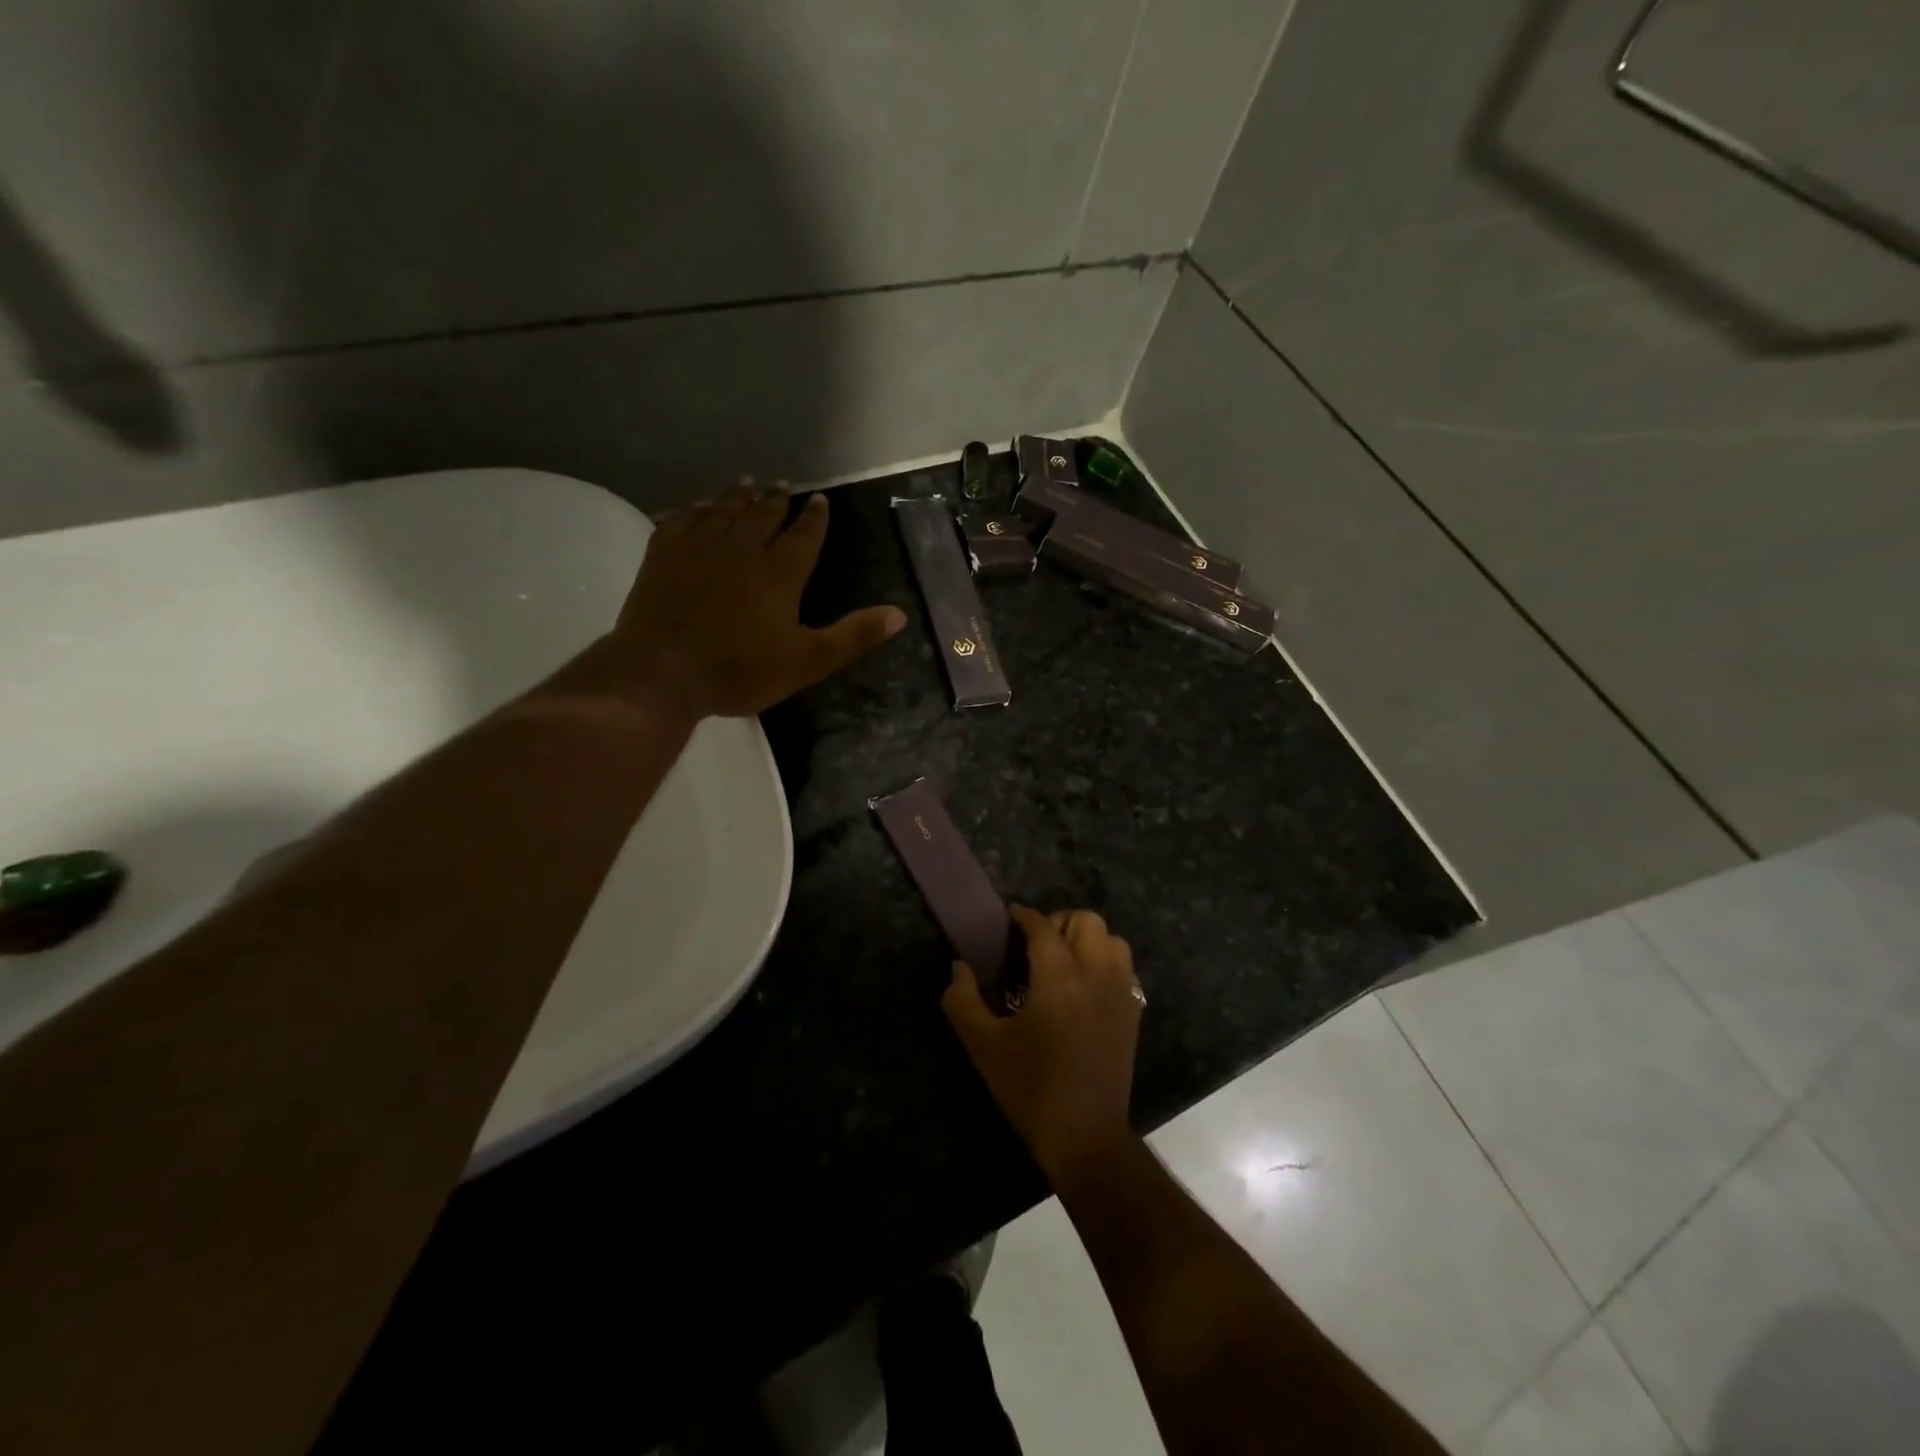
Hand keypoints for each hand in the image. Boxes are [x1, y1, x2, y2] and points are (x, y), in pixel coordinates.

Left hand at [605, 483, 905, 719]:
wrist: (662, 672)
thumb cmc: (740, 671)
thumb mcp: (808, 661)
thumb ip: (854, 636)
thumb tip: (900, 614)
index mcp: (779, 574)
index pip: (803, 536)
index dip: (814, 518)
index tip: (820, 500)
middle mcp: (742, 550)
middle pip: (762, 515)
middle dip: (776, 500)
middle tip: (782, 485)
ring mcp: (698, 548)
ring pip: (723, 511)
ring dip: (737, 496)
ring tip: (746, 483)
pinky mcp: (663, 555)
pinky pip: (681, 520)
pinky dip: (693, 510)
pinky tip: (696, 507)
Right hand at [943, 905, 1143, 1181]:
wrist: (1084, 1135)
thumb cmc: (1030, 1087)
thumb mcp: (983, 1045)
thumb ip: (962, 1000)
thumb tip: (959, 967)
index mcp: (1058, 977)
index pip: (1043, 927)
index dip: (1024, 916)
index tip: (1010, 917)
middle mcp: (1095, 974)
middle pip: (1086, 921)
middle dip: (1059, 922)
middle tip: (1036, 943)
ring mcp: (1120, 992)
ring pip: (1112, 939)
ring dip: (1087, 939)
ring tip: (1064, 960)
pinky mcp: (1133, 1012)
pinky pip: (1125, 967)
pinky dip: (1106, 961)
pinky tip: (1085, 985)